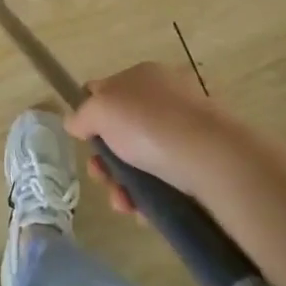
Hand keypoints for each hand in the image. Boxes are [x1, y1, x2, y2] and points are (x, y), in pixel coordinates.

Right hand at [67, 62, 247, 209]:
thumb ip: (81, 115)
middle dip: (104, 159)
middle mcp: (165, 98)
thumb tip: (75, 122)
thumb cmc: (148, 124)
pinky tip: (141, 210)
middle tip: (100, 176)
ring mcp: (184, 131)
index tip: (84, 140)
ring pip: (140, 159)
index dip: (89, 114)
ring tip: (122, 203)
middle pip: (120, 130)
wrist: (210, 158)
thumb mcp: (100, 110)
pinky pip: (163, 179)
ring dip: (122, 183)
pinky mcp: (199, 163)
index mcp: (143, 75)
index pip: (106, 89)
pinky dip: (147, 195)